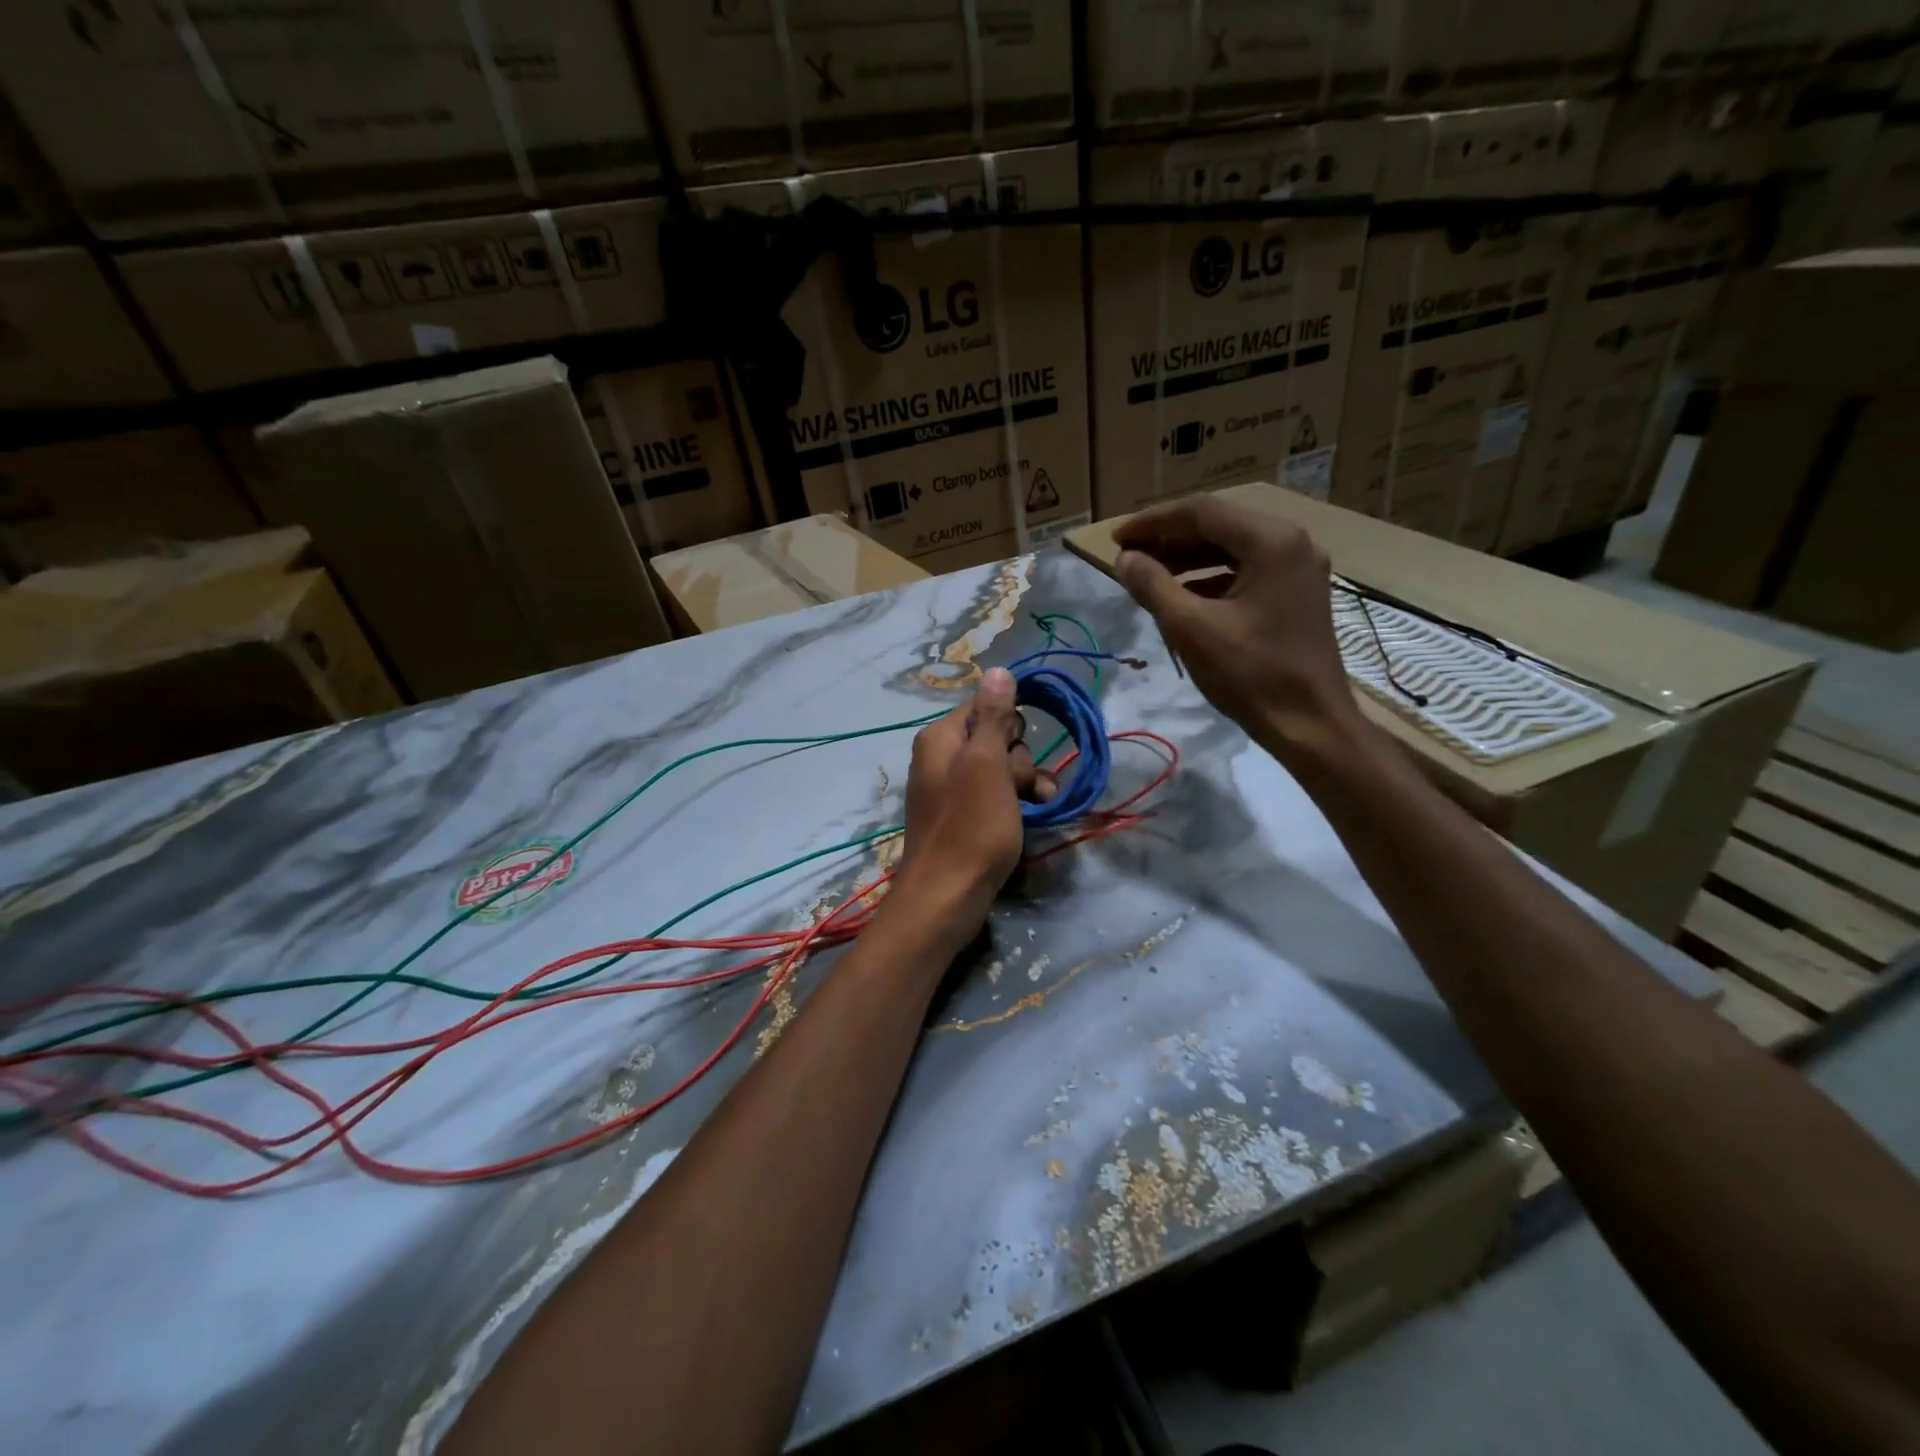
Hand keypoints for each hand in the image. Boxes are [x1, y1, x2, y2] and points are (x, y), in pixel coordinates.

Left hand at [895, 667, 1054, 934]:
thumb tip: (997, 669)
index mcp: (941, 737)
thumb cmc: (971, 826)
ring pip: (1001, 769)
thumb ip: (993, 717)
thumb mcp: (987, 765)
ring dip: (1025, 783)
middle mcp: (942, 756)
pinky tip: (1035, 815)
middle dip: (1019, 760)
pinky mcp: (963, 816)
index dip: (1009, 724)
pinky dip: (1015, 802)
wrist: (946, 896)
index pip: (984, 705)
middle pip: (996, 738)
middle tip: (1024, 786)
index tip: (1019, 747)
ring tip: (1040, 804)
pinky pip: (995, 795)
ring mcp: (952, 788)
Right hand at [1113, 497, 1361, 766]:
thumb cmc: (1251, 675)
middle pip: (1219, 525)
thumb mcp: (1191, 629)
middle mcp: (1291, 542)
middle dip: (1169, 538)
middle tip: (1128, 556)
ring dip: (1188, 557)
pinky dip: (1210, 577)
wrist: (1311, 725)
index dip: (1153, 522)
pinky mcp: (1297, 593)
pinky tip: (1182, 595)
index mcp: (1271, 541)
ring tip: (1148, 573)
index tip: (1116, 539)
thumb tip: (1125, 558)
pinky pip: (1246, 570)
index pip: (1202, 512)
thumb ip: (1153, 585)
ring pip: (1232, 547)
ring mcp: (1298, 568)